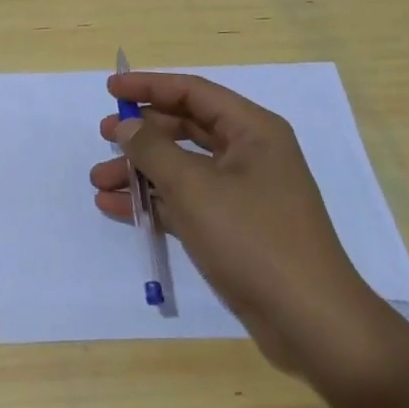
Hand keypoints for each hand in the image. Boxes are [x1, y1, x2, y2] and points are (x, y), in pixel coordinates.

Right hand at [93, 71, 401, 384]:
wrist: (310, 322)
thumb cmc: (253, 238)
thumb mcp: (194, 187)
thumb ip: (153, 149)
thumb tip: (127, 125)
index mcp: (252, 130)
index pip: (192, 92)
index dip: (148, 86)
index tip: (110, 88)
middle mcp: (248, 154)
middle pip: (184, 128)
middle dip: (141, 133)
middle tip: (103, 135)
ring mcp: (241, 193)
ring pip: (181, 167)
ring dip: (140, 172)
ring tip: (98, 181)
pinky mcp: (233, 227)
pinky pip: (185, 201)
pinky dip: (153, 201)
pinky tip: (115, 208)